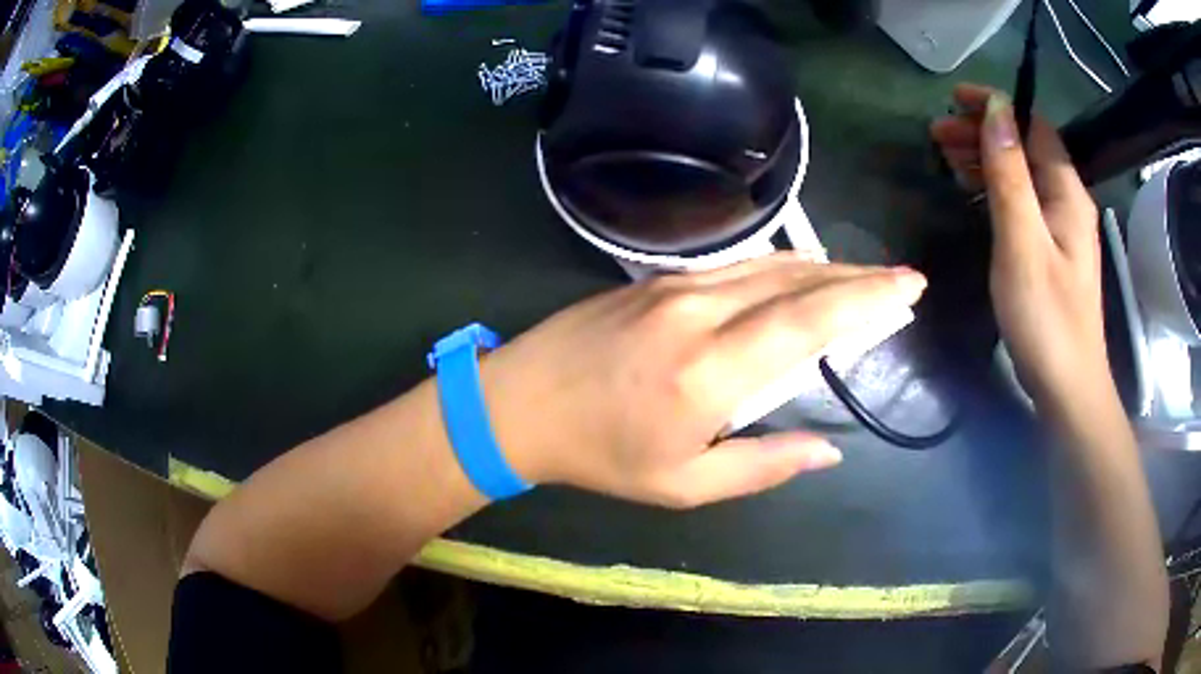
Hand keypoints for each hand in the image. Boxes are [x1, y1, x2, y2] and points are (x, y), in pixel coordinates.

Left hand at [478, 256, 925, 507]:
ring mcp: (676, 287)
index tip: (908, 288)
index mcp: (709, 371)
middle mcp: (700, 313)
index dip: (866, 300)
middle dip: (859, 278)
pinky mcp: (657, 279)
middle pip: (798, 280)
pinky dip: (782, 266)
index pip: (808, 321)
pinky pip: (737, 267)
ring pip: (770, 265)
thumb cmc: (600, 454)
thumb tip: (829, 449)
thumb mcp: (683, 484)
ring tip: (866, 278)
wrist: (519, 402)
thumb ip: (763, 465)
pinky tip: (803, 272)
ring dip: (825, 269)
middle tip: (902, 279)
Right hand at [931, 84, 1109, 415]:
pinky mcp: (1052, 250)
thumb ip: (1010, 175)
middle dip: (984, 131)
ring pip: (1023, 173)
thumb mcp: (1022, 243)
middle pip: (1026, 146)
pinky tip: (975, 192)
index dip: (997, 105)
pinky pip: (1023, 201)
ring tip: (947, 158)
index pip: (1032, 125)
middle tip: (937, 135)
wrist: (1068, 388)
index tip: (954, 101)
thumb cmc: (1047, 319)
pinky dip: (996, 187)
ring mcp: (1061, 228)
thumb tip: (996, 112)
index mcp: (1066, 192)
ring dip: (987, 157)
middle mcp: (1068, 201)